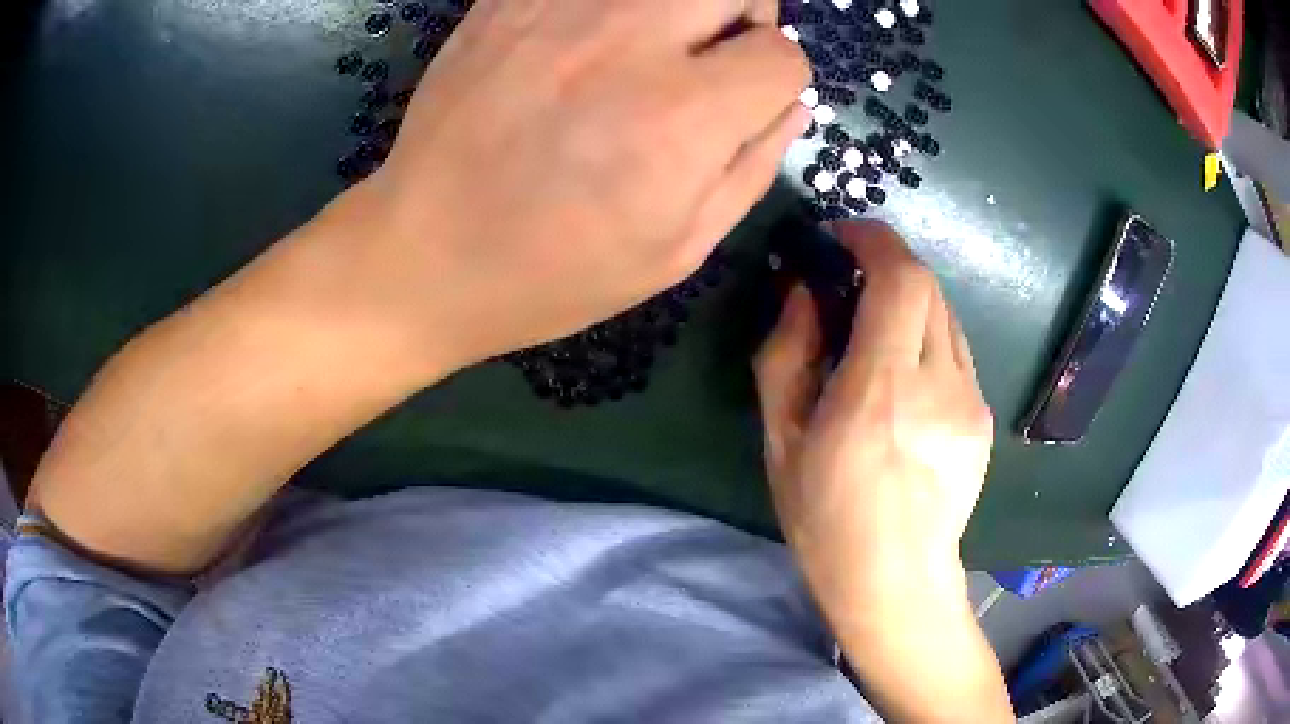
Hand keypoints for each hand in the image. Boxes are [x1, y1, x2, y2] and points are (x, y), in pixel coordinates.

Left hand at [342, 0, 808, 370]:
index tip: (743, 107)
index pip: (783, 57)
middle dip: (745, 18)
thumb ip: (752, 169)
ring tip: (651, 42)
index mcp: (679, 119)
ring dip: (682, 5)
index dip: (776, 84)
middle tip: (710, 55)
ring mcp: (557, 11)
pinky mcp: (507, 2)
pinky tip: (588, 37)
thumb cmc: (553, 272)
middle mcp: (625, 43)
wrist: (424, 256)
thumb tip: (793, 105)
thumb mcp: (675, 251)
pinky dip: (610, 5)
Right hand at [755, 221, 1009, 721]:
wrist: (897, 580)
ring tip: (876, 335)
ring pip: (946, 314)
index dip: (873, 242)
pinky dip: (926, 338)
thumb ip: (788, 353)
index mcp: (881, 392)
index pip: (900, 279)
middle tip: (850, 285)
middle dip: (887, 267)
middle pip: (927, 285)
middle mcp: (940, 385)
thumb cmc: (827, 519)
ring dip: (908, 302)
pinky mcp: (983, 415)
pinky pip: (956, 349)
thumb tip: (805, 290)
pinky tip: (905, 378)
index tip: (842, 238)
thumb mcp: (782, 440)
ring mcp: (971, 400)